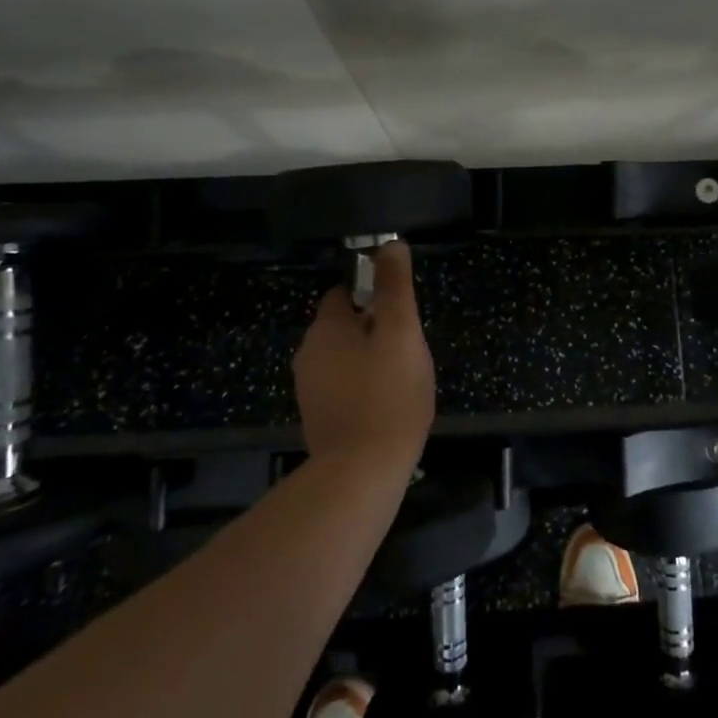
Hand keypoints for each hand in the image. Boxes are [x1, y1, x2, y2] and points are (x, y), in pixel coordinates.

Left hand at [292, 241, 435, 473]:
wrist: (361, 473)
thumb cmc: (388, 394)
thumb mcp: (401, 332)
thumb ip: (394, 286)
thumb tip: (390, 244)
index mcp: (325, 329)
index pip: (343, 293)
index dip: (373, 294)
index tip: (400, 312)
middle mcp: (308, 354)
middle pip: (345, 326)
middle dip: (375, 329)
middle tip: (409, 347)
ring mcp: (310, 390)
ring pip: (345, 358)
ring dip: (371, 359)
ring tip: (402, 378)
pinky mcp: (319, 418)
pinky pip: (344, 387)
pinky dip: (363, 387)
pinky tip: (387, 404)